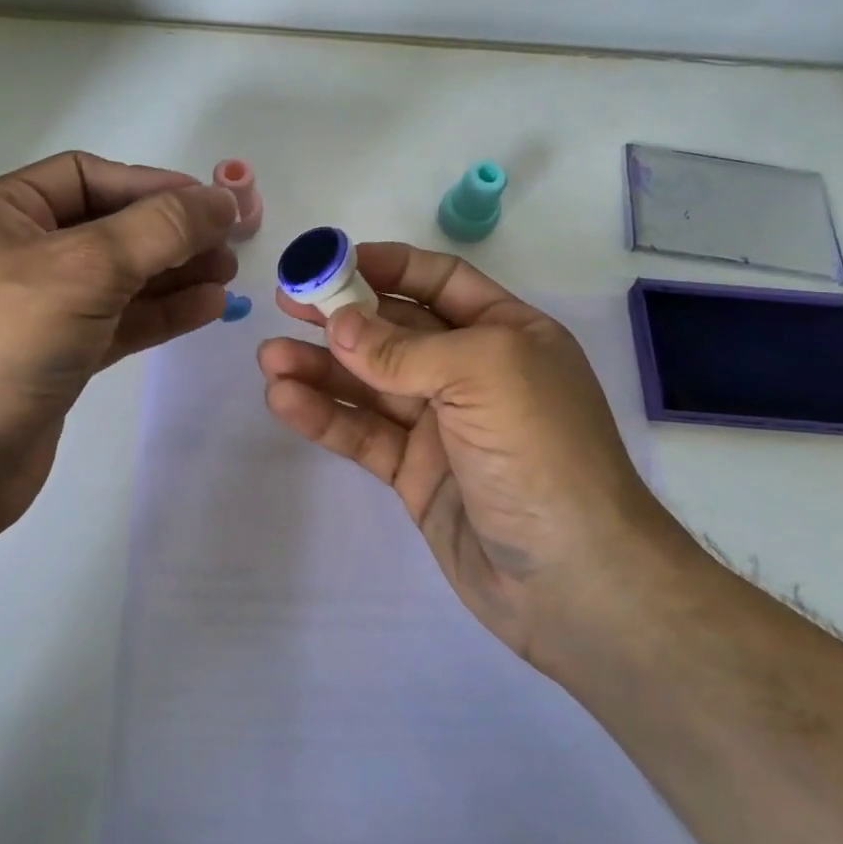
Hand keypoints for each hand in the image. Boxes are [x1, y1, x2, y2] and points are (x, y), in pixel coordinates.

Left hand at [0, 151, 237, 545]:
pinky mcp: (56, 356)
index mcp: (0, 213)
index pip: (87, 177)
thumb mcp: (87, 267)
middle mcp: (15, 253)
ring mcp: (36, 309)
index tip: (209, 205)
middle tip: (227, 247)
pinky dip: (160, 313)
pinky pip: (116, 321)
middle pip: (109, 228)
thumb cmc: (7, 342)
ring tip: (226, 279)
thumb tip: (223, 200)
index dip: (151, 185)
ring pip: (118, 279)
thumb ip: (161, 228)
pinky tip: (205, 308)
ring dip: (173, 275)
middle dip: (170, 235)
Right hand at [259, 243, 692, 670]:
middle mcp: (472, 373)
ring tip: (269, 358)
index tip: (332, 262)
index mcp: (506, 333)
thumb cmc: (541, 452)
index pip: (440, 282)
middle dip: (341, 316)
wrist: (573, 581)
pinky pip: (364, 434)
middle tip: (285, 304)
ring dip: (320, 367)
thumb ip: (403, 349)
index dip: (387, 266)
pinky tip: (285, 401)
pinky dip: (325, 416)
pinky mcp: (415, 473)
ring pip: (370, 384)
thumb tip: (339, 324)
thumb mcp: (482, 374)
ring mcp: (442, 426)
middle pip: (395, 331)